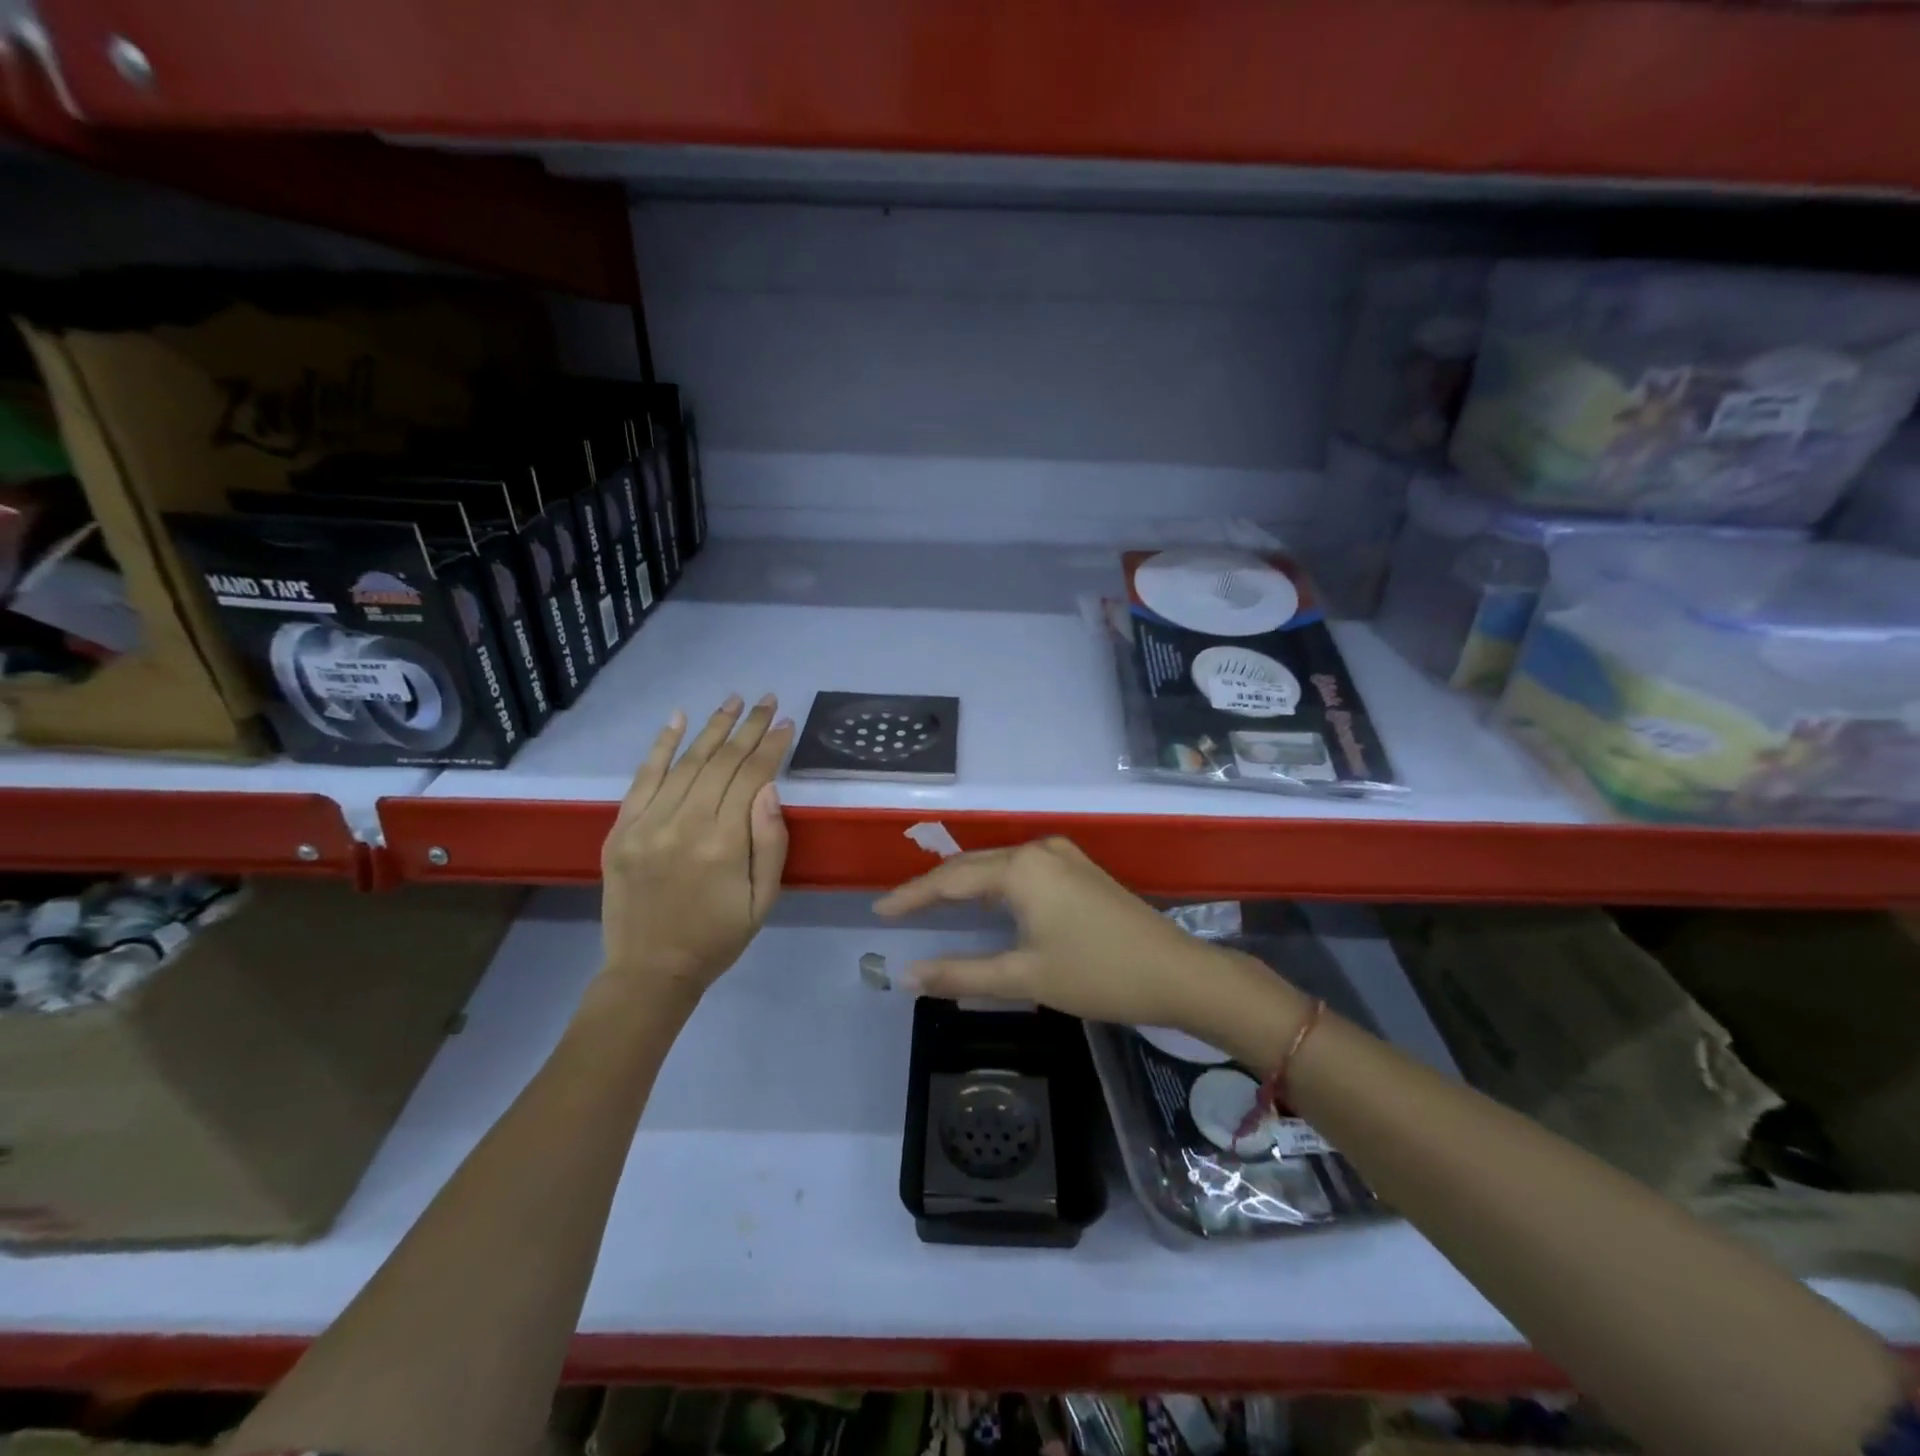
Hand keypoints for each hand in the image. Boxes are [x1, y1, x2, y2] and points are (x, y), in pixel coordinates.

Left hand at [599, 694, 793, 1006]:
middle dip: (748, 728)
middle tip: (767, 701)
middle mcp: (684, 824)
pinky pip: (643, 778)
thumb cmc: (718, 938)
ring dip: (712, 728)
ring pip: (686, 763)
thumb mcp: (763, 900)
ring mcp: (647, 824)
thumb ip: (770, 842)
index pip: (751, 777)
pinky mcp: (621, 829)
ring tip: (734, 701)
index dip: (771, 746)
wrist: (650, 971)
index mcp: (723, 844)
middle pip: (720, 762)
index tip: (786, 722)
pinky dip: (661, 746)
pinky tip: (678, 718)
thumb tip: (769, 788)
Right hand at [873, 837, 1260, 1032]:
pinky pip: (1022, 871)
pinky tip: (986, 905)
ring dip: (965, 885)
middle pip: (973, 865)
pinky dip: (995, 887)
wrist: (1177, 973)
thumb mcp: (1024, 976)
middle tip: (899, 909)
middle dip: (934, 887)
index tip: (879, 910)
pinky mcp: (1080, 870)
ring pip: (999, 866)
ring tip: (932, 906)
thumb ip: (961, 974)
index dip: (912, 895)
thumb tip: (908, 975)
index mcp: (1021, 868)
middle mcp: (1039, 850)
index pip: (950, 879)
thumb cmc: (1097, 974)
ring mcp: (1064, 856)